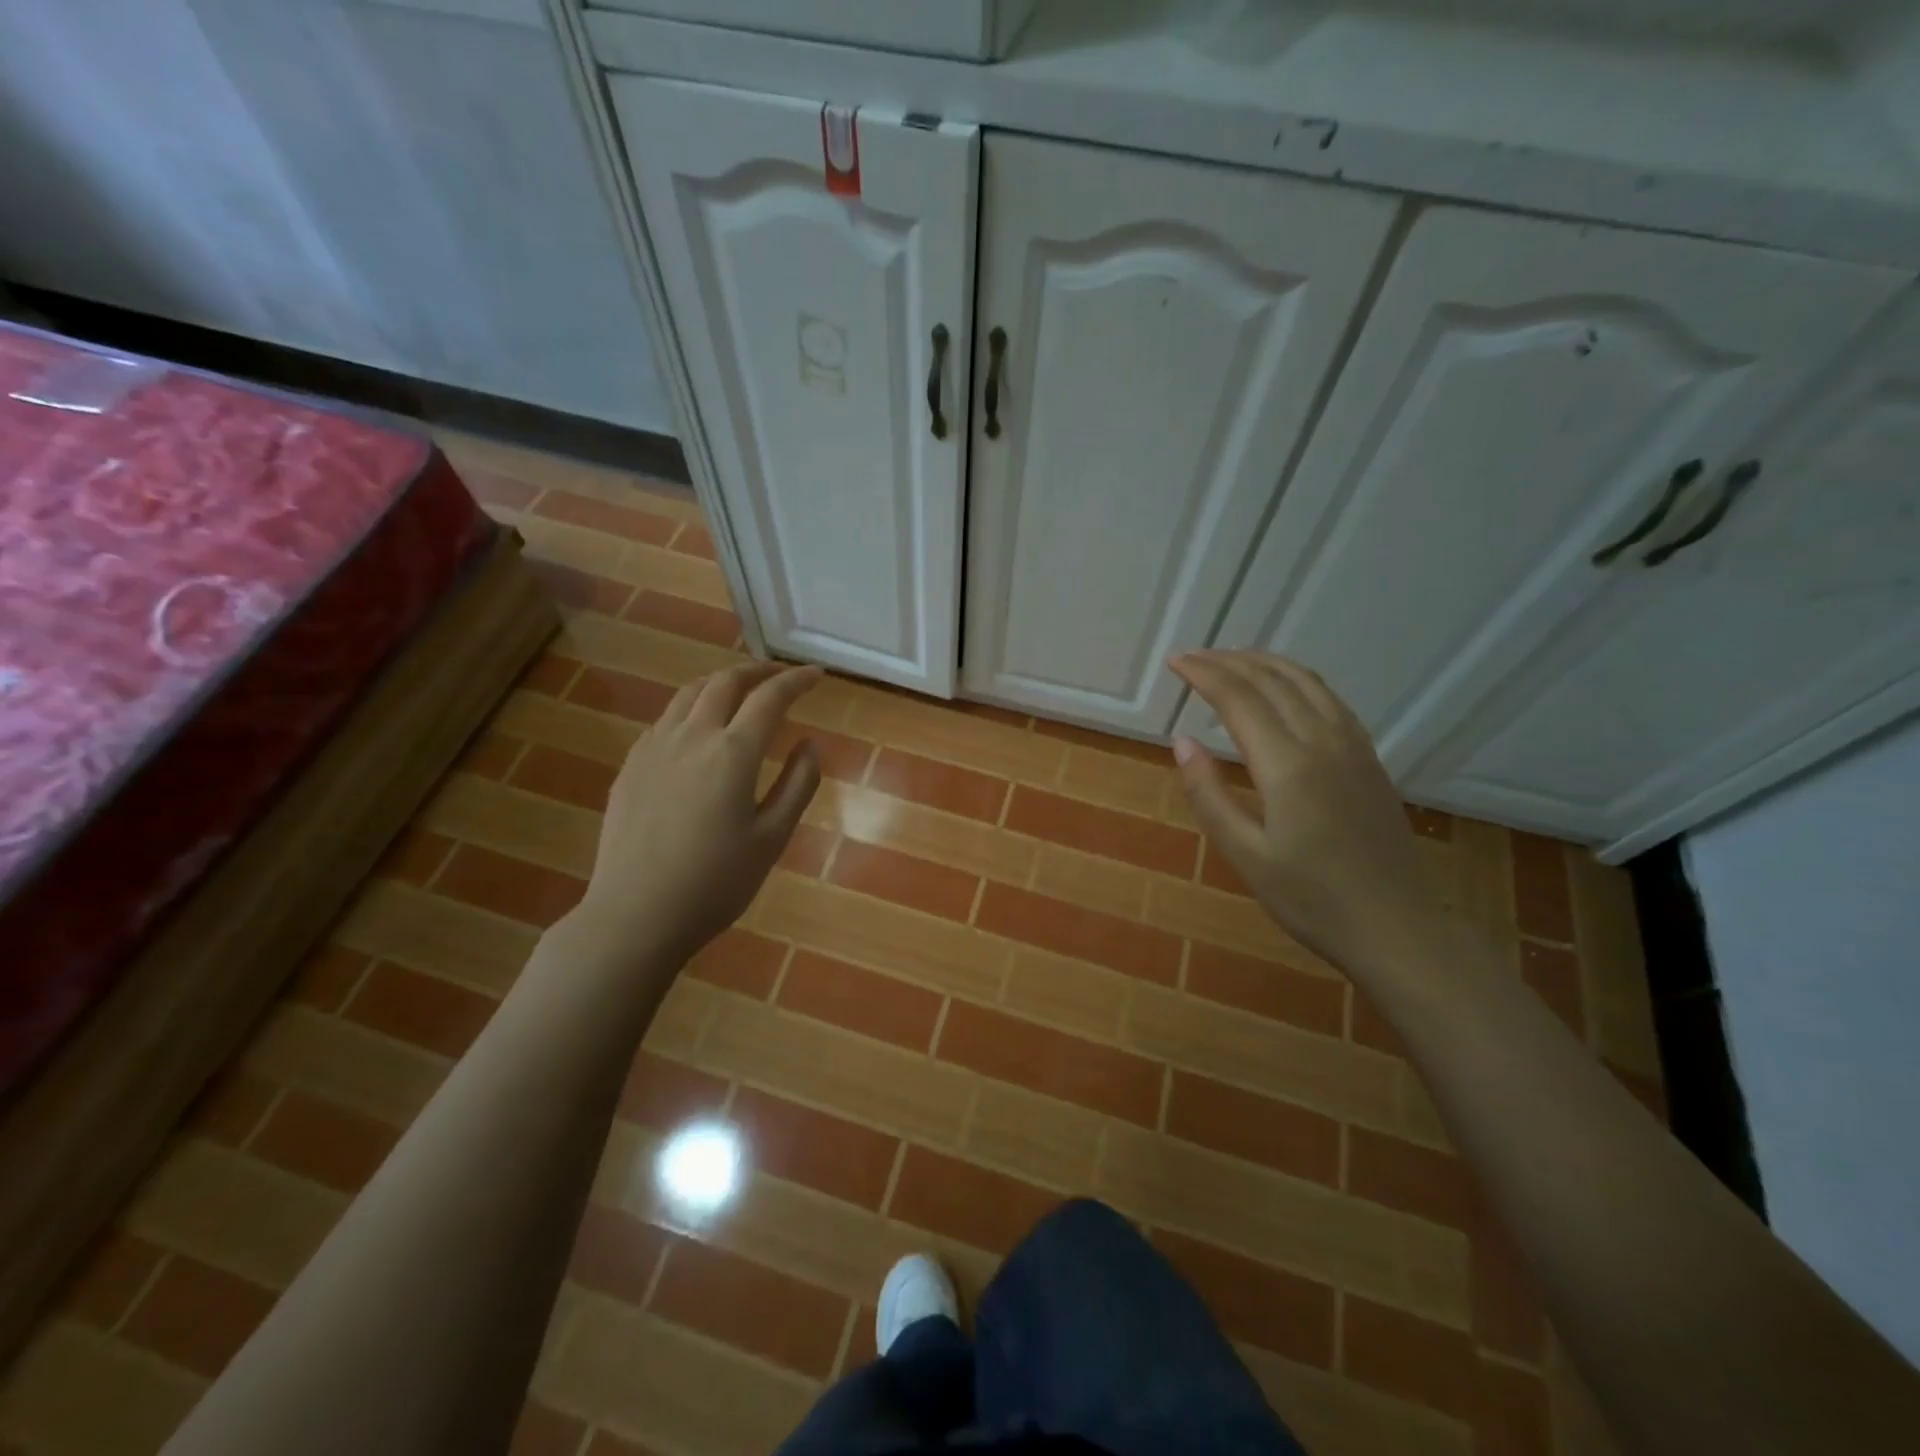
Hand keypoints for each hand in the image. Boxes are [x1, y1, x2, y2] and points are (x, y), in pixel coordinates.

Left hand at [580, 661, 822, 958]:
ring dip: (721, 682)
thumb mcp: (771, 838)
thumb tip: (810, 744)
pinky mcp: (631, 765)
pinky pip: (665, 718)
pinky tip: (698, 729)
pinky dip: (692, 707)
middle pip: (725, 682)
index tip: (816, 674)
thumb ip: (797, 785)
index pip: (770, 697)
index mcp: (732, 753)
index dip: (796, 680)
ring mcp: (654, 747)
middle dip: (757, 671)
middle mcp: (691, 736)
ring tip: (741, 691)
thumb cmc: (715, 883)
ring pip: (689, 693)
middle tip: (780, 677)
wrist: (635, 914)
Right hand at [1169, 650, 1446, 976]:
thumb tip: (1181, 741)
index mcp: (1288, 765)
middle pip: (1272, 680)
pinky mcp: (1369, 759)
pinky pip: (1330, 699)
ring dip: (1264, 663)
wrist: (1397, 928)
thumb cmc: (1312, 900)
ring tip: (1231, 660)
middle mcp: (1323, 742)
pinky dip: (1297, 679)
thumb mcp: (1246, 855)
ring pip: (1306, 682)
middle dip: (1227, 661)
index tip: (1174, 661)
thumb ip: (1209, 795)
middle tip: (1191, 656)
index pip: (1238, 699)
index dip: (1203, 674)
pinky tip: (1285, 688)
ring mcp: (1353, 747)